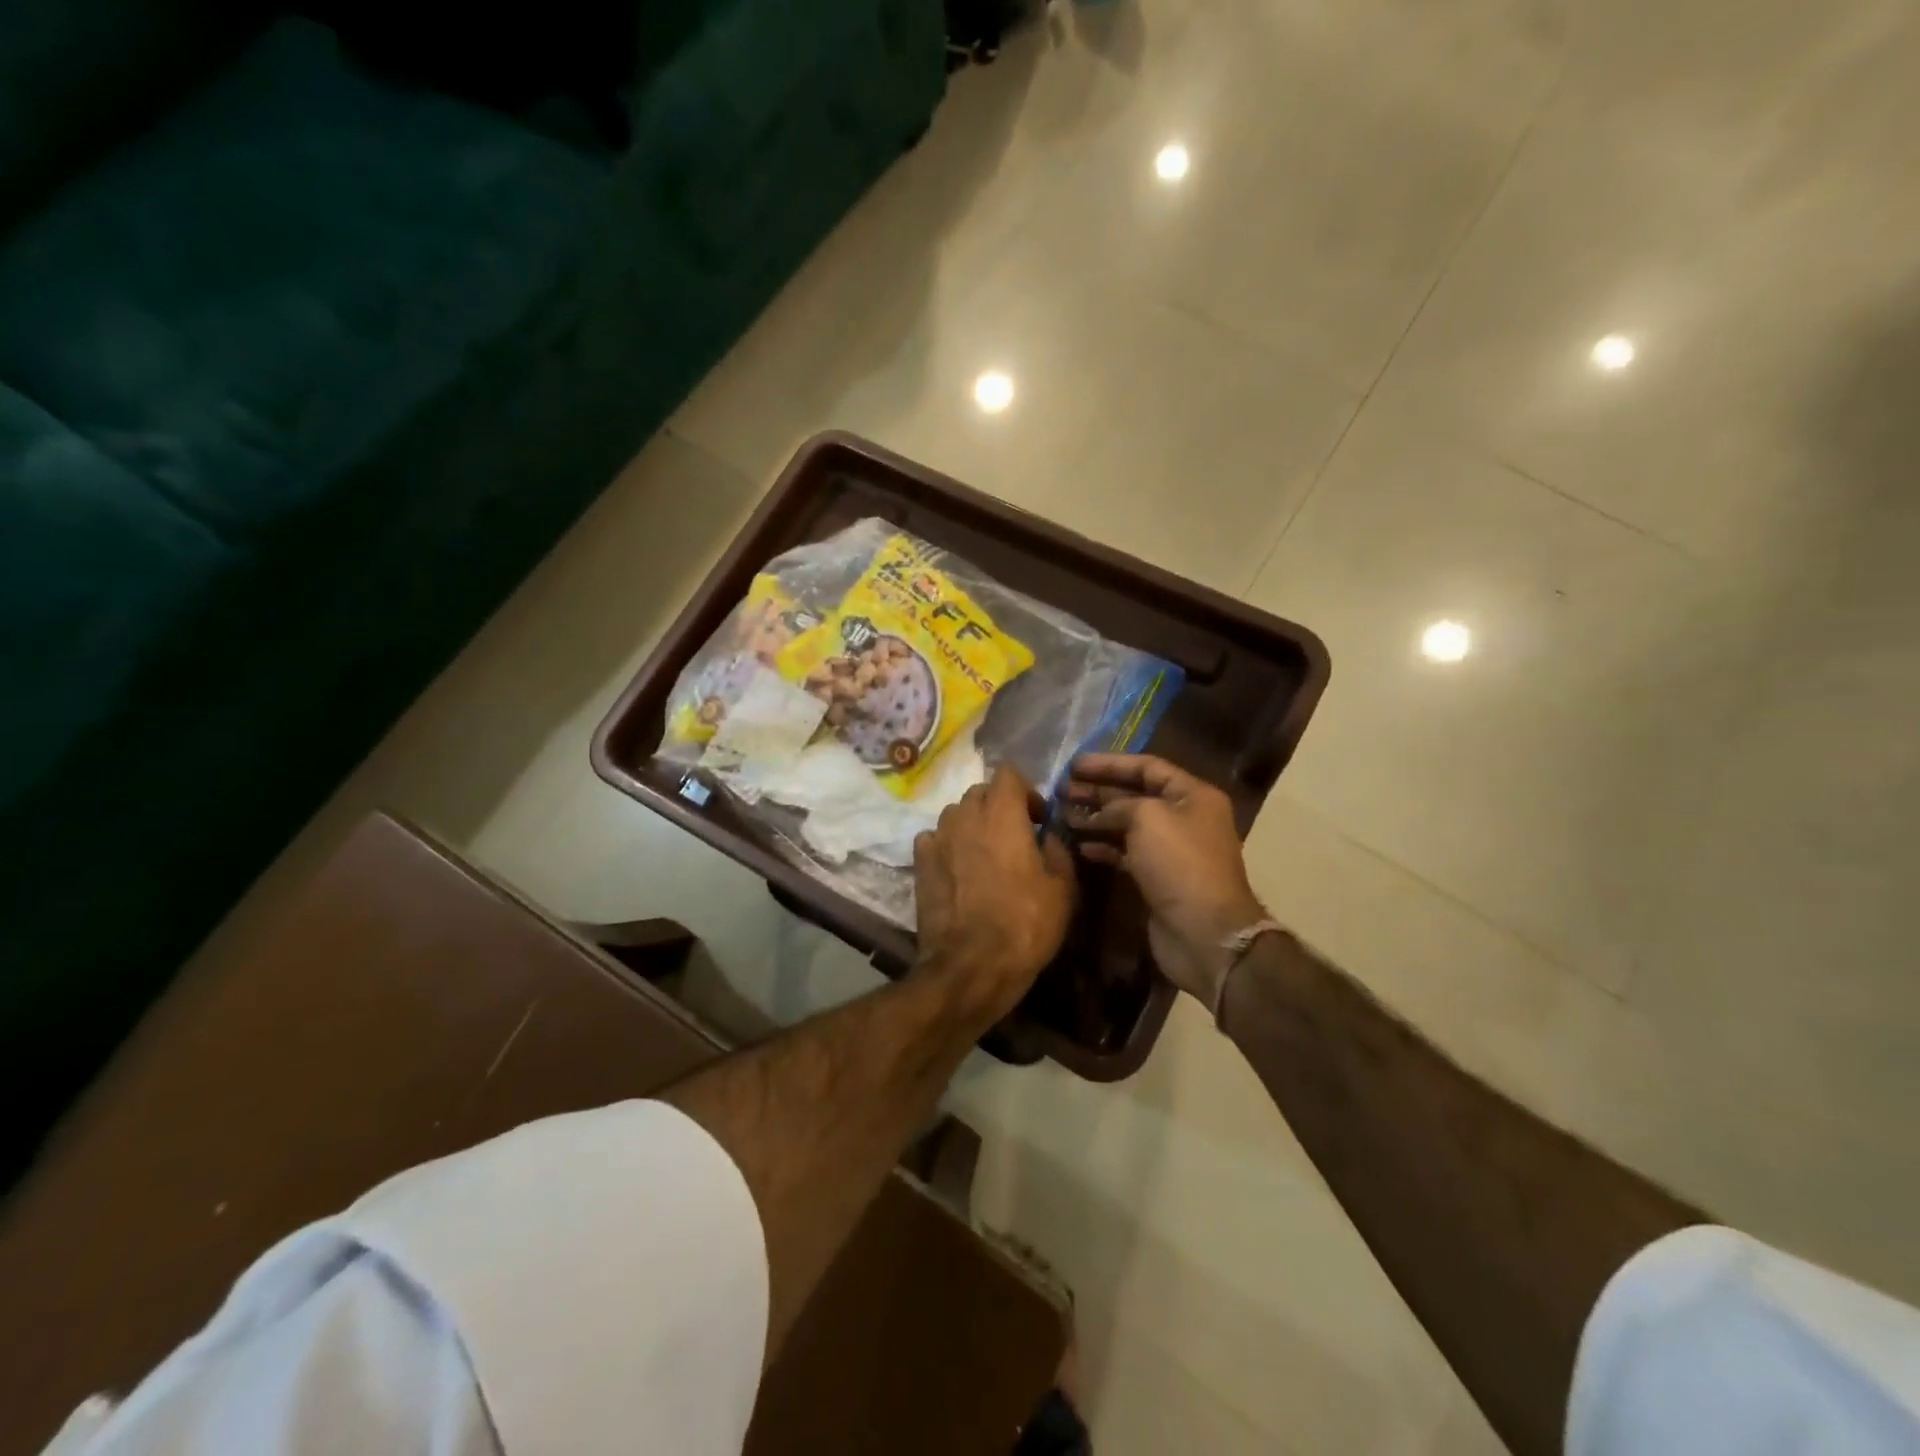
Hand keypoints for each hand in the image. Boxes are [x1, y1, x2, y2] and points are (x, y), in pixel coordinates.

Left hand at [914, 766, 1076, 1023]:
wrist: (970, 965)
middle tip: (1015, 836)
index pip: (1008, 774)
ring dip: (972, 824)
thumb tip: (1049, 836)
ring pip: (955, 814)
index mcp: (1002, 814)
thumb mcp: (1063, 889)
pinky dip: (948, 845)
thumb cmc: (1025, 924)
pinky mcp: (919, 863)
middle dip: (998, 806)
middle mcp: (965, 816)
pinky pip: (934, 839)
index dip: (1026, 791)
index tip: (1038, 820)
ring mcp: (937, 838)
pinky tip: (958, 869)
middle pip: (980, 792)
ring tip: (985, 854)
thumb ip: (1058, 851)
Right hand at [1065, 754, 1267, 1006]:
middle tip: (1061, 789)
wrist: (1204, 932)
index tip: (1074, 765)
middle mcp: (1184, 818)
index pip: (1147, 767)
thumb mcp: (1147, 817)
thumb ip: (1118, 805)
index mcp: (1192, 795)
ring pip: (1127, 825)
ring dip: (1095, 819)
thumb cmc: (1179, 863)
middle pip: (1135, 795)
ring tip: (1062, 814)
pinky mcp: (1158, 878)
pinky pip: (1126, 854)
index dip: (1109, 763)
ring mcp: (1171, 850)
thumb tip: (1098, 813)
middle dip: (1097, 791)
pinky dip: (1103, 848)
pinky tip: (1079, 846)